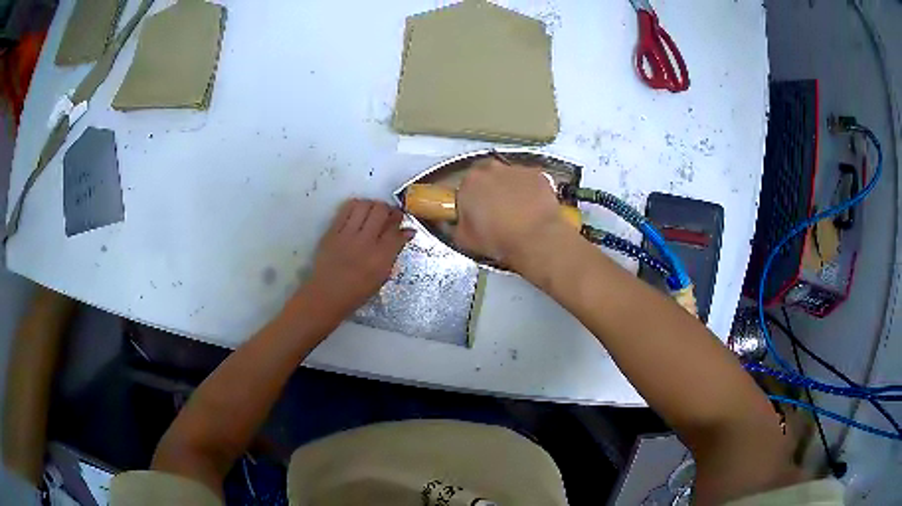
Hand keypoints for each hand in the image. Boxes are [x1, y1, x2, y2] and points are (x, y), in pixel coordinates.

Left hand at [303, 199, 413, 315]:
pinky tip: (358, 213)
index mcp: (381, 258)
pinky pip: (346, 209)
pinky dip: (356, 207)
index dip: (402, 222)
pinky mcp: (332, 231)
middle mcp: (366, 242)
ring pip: (364, 205)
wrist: (327, 295)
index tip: (401, 221)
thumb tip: (407, 233)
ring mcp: (347, 235)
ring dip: (372, 205)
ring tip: (372, 213)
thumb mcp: (382, 276)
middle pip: (381, 211)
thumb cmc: (357, 291)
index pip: (397, 230)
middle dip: (388, 210)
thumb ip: (394, 253)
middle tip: (388, 215)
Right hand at [454, 160, 572, 265]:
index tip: (476, 212)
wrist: (536, 240)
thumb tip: (457, 225)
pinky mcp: (537, 174)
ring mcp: (516, 169)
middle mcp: (491, 169)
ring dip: (510, 188)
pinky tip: (532, 207)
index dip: (470, 200)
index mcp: (469, 183)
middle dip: (490, 189)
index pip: (464, 187)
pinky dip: (530, 190)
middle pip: (486, 175)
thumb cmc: (501, 240)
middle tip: (496, 210)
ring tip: (517, 211)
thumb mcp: (466, 240)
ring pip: (509, 176)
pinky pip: (530, 180)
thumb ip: (456, 227)